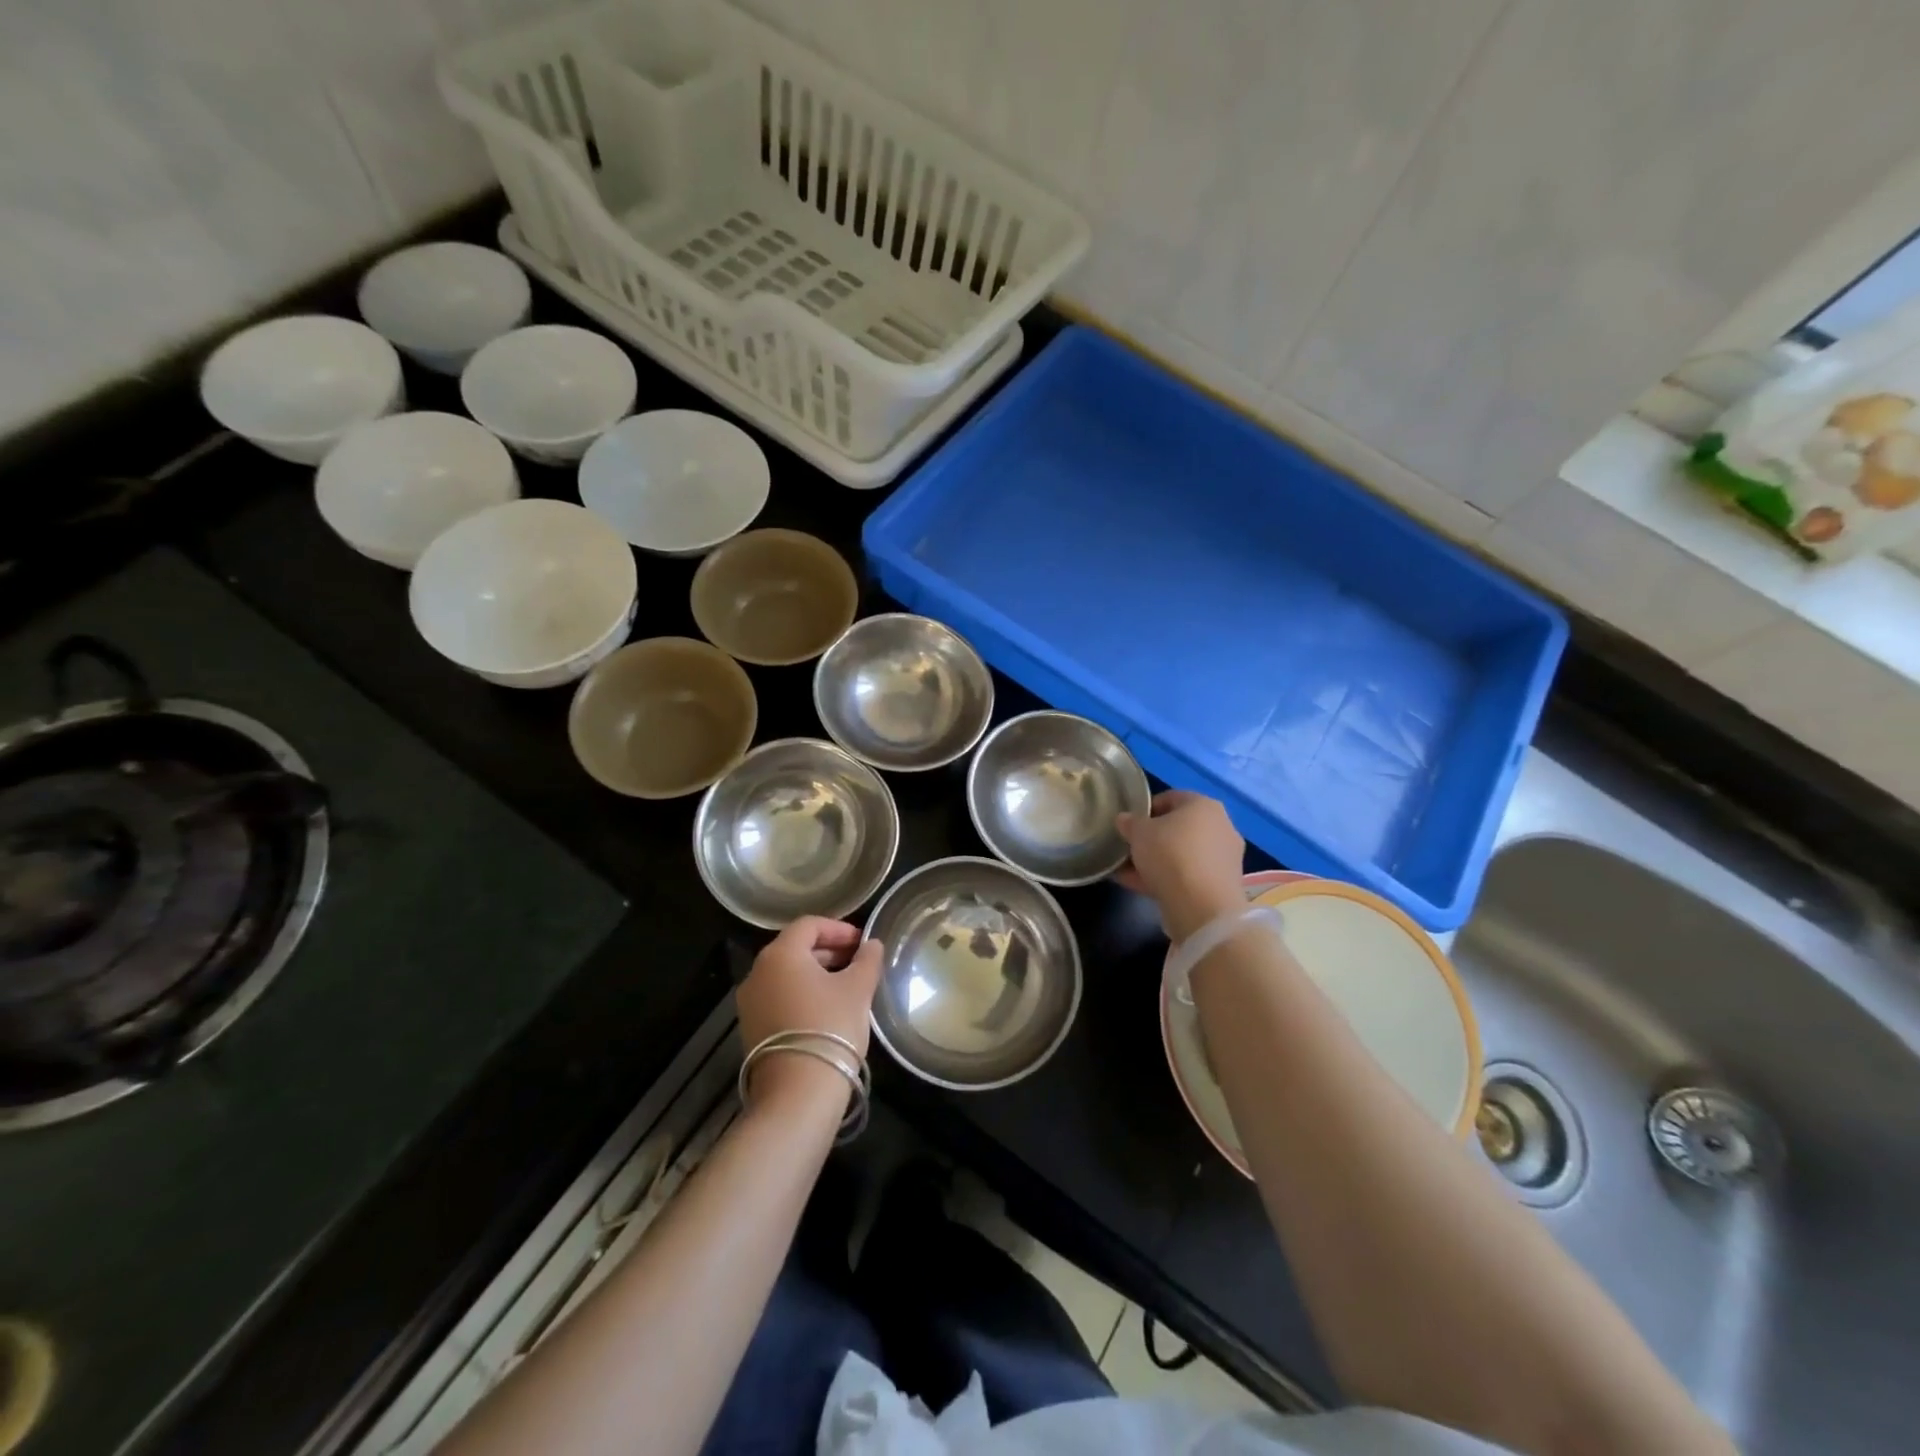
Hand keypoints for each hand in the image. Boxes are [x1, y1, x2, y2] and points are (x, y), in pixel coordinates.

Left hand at [736, 917, 883, 1109]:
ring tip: (846, 986)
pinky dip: (802, 994)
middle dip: (829, 950)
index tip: (863, 942)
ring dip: (816, 973)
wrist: (797, 1094)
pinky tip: (826, 1009)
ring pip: (786, 974)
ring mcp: (750, 1003)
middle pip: (795, 948)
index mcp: (780, 954)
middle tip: (858, 961)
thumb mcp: (858, 989)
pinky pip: (779, 997)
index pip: (809, 925)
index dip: (839, 929)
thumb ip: (867, 960)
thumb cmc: (830, 1027)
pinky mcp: (751, 1029)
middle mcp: (757, 972)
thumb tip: (872, 944)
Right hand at [1115, 790, 1246, 941]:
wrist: (1201, 906)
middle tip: (1129, 848)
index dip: (1145, 809)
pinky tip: (1140, 887)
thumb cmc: (1170, 854)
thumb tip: (1124, 819)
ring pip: (1182, 854)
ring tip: (1128, 871)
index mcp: (1203, 805)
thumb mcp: (1138, 832)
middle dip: (1152, 838)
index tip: (1128, 824)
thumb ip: (1129, 822)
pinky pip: (1187, 875)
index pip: (1170, 798)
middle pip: (1178, 828)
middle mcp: (1220, 826)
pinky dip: (1167, 879)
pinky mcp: (1221, 884)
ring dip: (1157, 861)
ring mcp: (1223, 858)